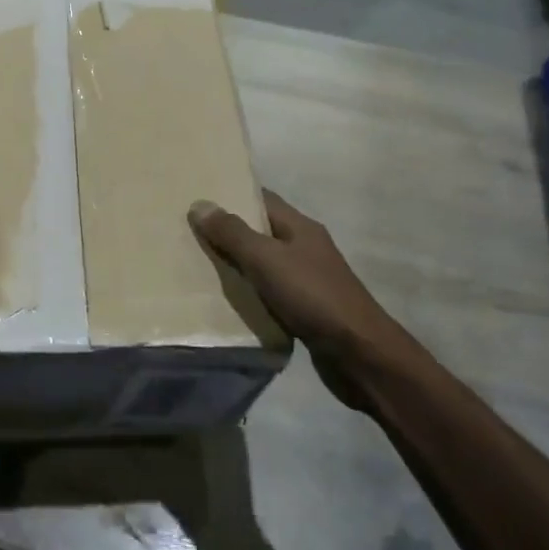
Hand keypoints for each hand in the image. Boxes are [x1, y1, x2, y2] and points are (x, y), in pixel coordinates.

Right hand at [189, 190, 415, 413]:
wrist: (360, 354)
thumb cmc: (312, 296)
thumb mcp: (266, 259)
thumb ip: (232, 233)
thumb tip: (200, 204)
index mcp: (300, 227)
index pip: (262, 199)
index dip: (231, 195)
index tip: (197, 197)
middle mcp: (305, 247)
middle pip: (261, 230)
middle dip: (228, 230)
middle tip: (188, 232)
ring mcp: (308, 279)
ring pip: (264, 262)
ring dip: (237, 263)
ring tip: (198, 264)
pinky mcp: (307, 308)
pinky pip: (270, 291)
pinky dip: (249, 291)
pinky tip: (226, 299)